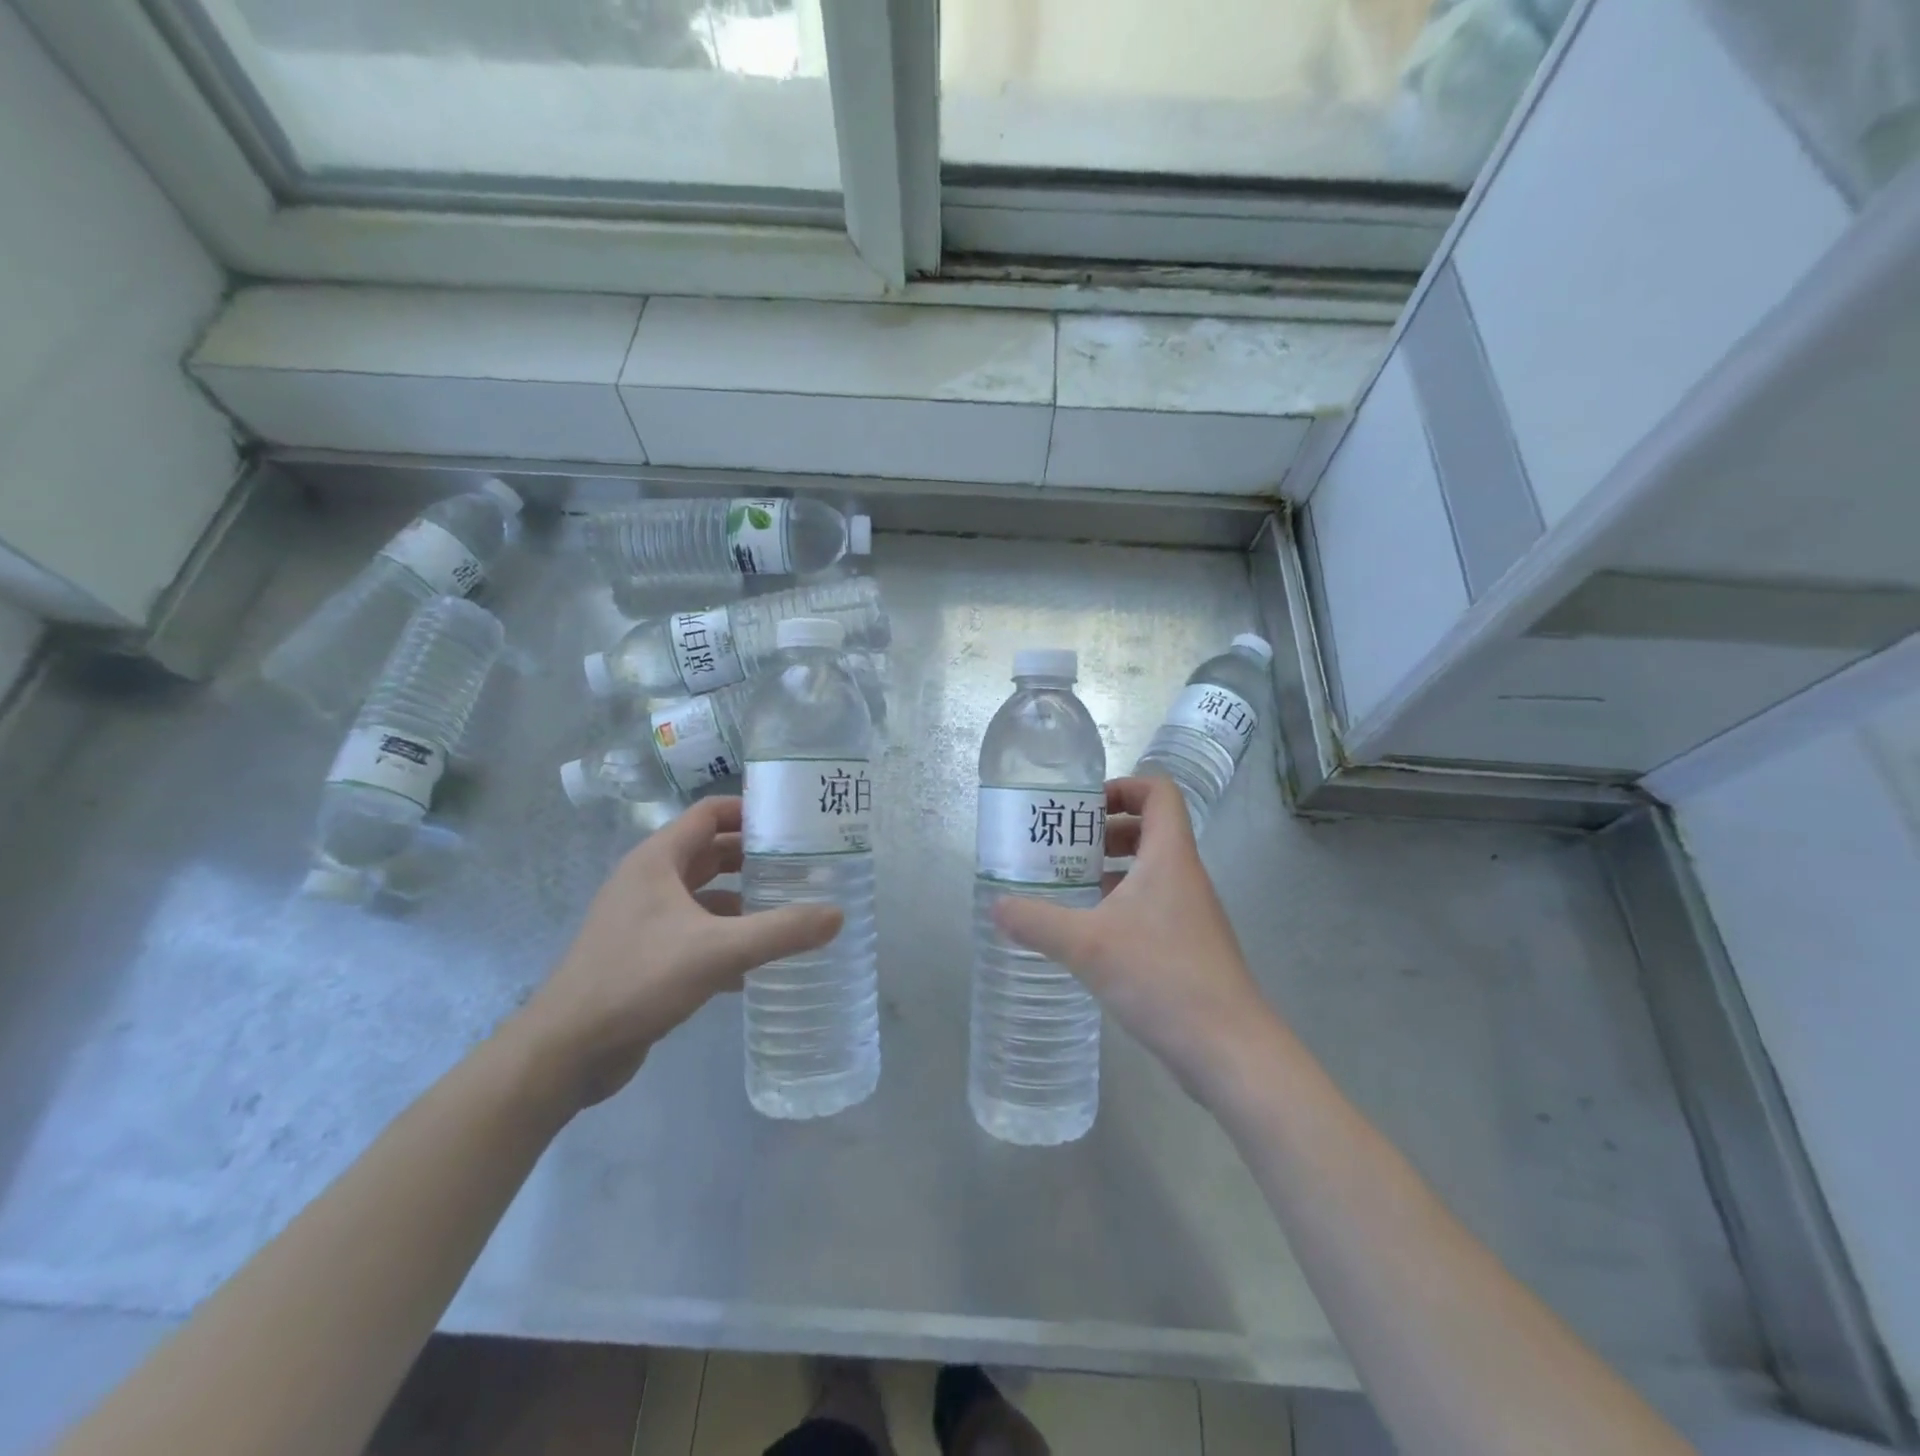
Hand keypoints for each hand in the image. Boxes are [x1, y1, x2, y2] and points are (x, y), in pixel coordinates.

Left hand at [512, 797, 840, 1108]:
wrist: (566, 1050)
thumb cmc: (637, 979)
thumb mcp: (718, 950)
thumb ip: (780, 931)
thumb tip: (838, 915)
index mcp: (658, 860)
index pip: (710, 814)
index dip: (751, 812)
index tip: (794, 823)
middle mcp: (650, 881)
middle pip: (711, 853)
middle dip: (755, 858)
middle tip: (803, 867)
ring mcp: (645, 919)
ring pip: (705, 896)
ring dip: (743, 901)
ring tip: (789, 911)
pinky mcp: (645, 955)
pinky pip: (695, 933)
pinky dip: (726, 938)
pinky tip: (755, 965)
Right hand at [994, 776, 1274, 1099]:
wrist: (1228, 1049)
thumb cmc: (1162, 977)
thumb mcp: (1087, 945)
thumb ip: (1037, 922)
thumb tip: (996, 907)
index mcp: (1169, 857)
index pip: (1159, 792)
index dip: (1123, 787)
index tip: (1083, 808)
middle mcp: (1184, 876)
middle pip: (1151, 828)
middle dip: (1105, 830)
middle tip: (1064, 848)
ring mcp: (1190, 913)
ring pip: (1149, 870)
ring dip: (1110, 869)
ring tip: (1068, 887)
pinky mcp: (1188, 946)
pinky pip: (1152, 906)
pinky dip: (1120, 905)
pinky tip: (1089, 933)